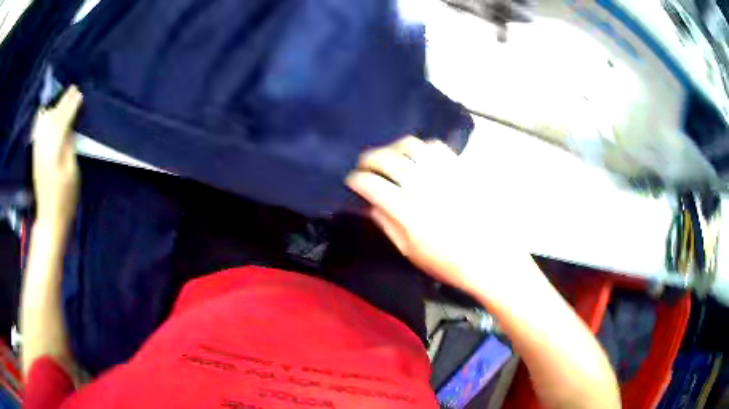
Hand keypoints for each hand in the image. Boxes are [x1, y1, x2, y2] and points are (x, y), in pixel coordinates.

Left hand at [31, 86, 82, 228]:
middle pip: (52, 117)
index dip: (71, 106)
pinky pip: (37, 130)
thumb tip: (68, 128)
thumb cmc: (64, 199)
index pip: (63, 120)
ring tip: (60, 99)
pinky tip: (45, 113)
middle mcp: (43, 145)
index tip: (79, 93)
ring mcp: (37, 150)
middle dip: (63, 102)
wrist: (49, 218)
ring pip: (43, 121)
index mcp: (53, 149)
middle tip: (73, 90)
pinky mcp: (35, 155)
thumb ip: (69, 147)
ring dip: (52, 107)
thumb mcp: (72, 173)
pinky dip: (42, 118)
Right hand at [346, 136, 527, 295]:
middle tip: (365, 166)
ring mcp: (442, 172)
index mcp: (405, 210)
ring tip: (390, 157)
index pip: (369, 184)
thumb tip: (369, 204)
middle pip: (385, 158)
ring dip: (393, 148)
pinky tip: (419, 159)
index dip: (356, 180)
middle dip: (368, 159)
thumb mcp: (409, 252)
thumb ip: (386, 224)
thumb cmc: (447, 262)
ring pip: (409, 145)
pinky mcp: (460, 168)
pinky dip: (421, 148)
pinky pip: (435, 146)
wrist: (490, 258)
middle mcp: (421, 185)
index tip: (353, 181)